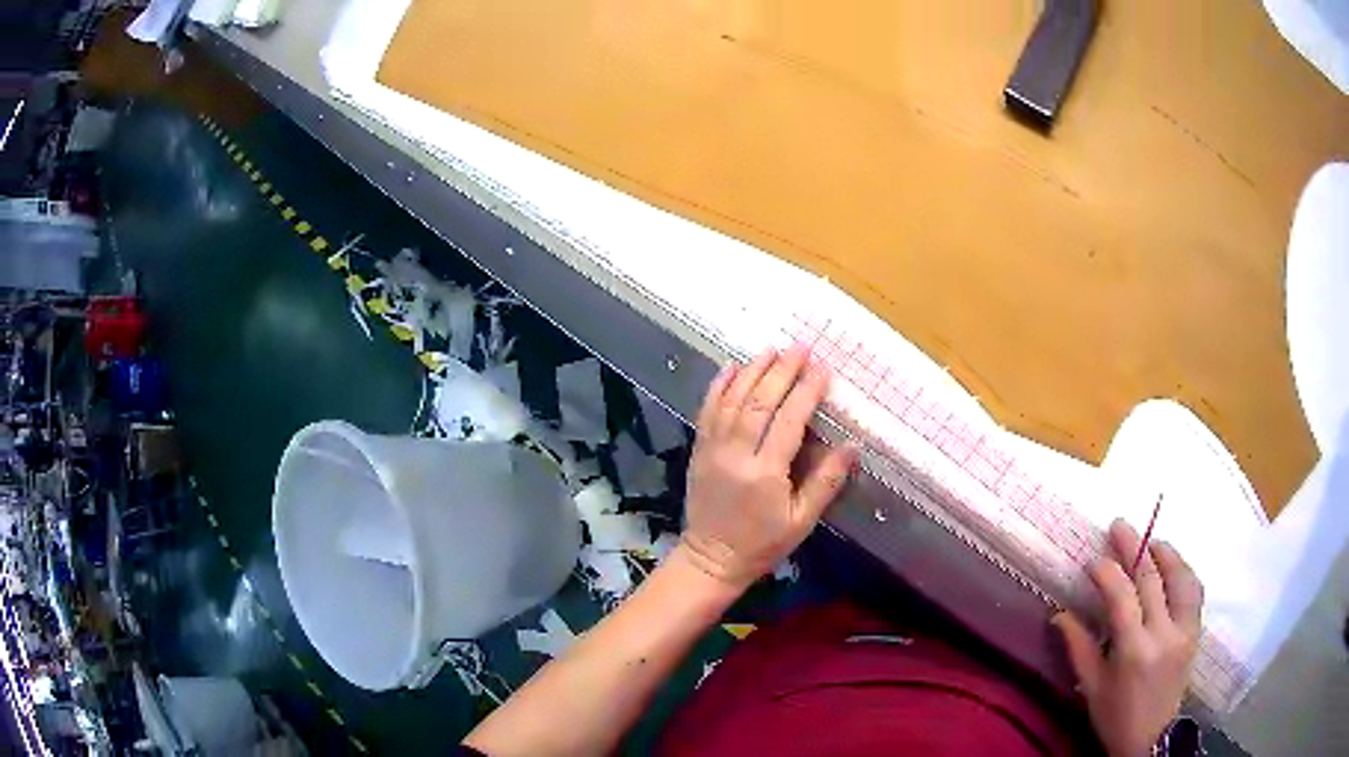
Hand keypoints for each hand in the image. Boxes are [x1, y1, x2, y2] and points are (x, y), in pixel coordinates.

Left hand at [677, 347, 857, 590]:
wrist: (711, 559)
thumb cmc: (762, 544)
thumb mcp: (801, 520)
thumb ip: (826, 481)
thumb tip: (852, 445)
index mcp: (765, 473)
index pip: (789, 420)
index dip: (807, 391)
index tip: (822, 369)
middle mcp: (736, 454)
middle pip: (759, 402)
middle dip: (781, 371)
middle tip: (800, 348)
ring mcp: (713, 449)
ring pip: (732, 400)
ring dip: (752, 371)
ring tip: (772, 349)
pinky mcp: (699, 450)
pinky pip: (707, 410)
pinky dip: (718, 386)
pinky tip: (730, 367)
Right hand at [1054, 520, 1204, 756]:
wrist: (1151, 738)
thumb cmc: (1115, 716)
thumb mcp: (1091, 688)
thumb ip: (1078, 648)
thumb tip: (1059, 614)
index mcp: (1133, 651)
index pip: (1122, 598)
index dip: (1107, 573)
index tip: (1094, 561)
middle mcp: (1163, 634)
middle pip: (1151, 579)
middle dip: (1134, 548)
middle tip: (1119, 526)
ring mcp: (1184, 630)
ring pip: (1180, 578)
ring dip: (1165, 553)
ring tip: (1151, 540)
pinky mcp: (1196, 632)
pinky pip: (1195, 591)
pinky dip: (1184, 571)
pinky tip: (1174, 565)